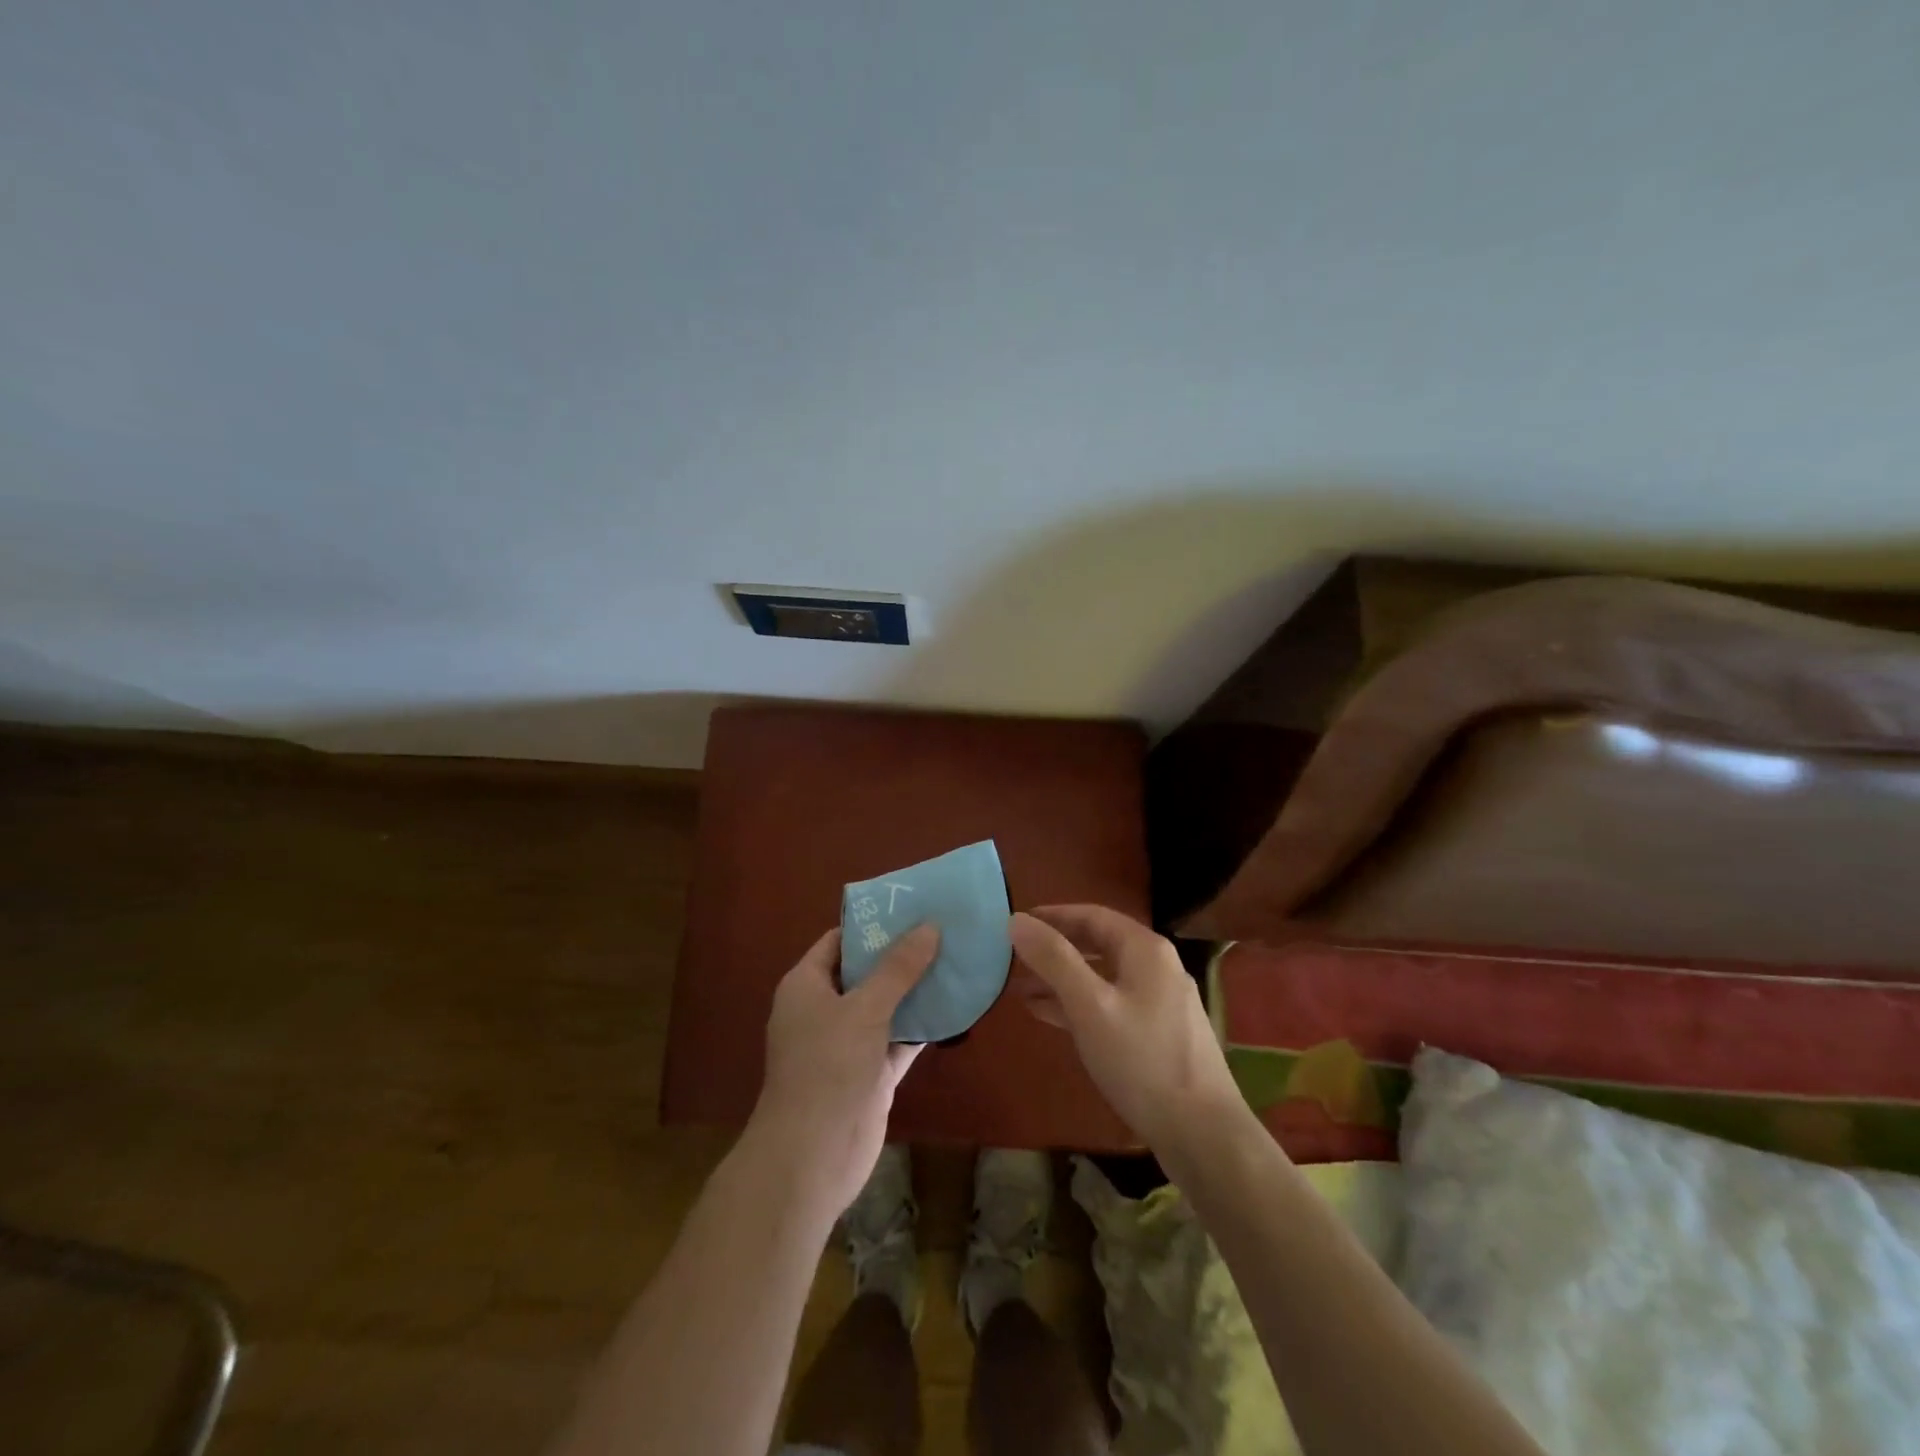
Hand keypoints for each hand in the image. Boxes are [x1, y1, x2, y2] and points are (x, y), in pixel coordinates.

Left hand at [748, 923, 938, 1217]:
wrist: (813, 1157)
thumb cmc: (828, 1067)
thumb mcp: (865, 1008)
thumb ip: (898, 968)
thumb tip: (929, 926)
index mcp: (807, 985)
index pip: (839, 941)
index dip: (873, 925)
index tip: (912, 908)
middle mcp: (824, 1010)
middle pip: (865, 972)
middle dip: (901, 955)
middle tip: (943, 930)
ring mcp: (847, 1044)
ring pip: (886, 1006)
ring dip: (916, 990)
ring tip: (956, 960)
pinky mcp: (869, 1073)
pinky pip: (898, 1039)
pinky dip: (922, 1026)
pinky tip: (955, 1007)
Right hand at [1010, 905, 1241, 1149]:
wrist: (1203, 1133)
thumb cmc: (1141, 1060)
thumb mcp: (1089, 1005)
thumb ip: (1053, 959)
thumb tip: (1016, 920)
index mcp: (1145, 949)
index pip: (1091, 915)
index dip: (1052, 916)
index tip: (1017, 922)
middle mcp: (1157, 966)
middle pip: (1098, 944)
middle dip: (1055, 950)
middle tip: (1014, 957)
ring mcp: (1161, 1002)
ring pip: (1103, 977)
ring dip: (1063, 980)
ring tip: (1021, 989)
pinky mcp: (1159, 1033)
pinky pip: (1111, 1005)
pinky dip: (1080, 1005)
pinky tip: (1051, 1017)